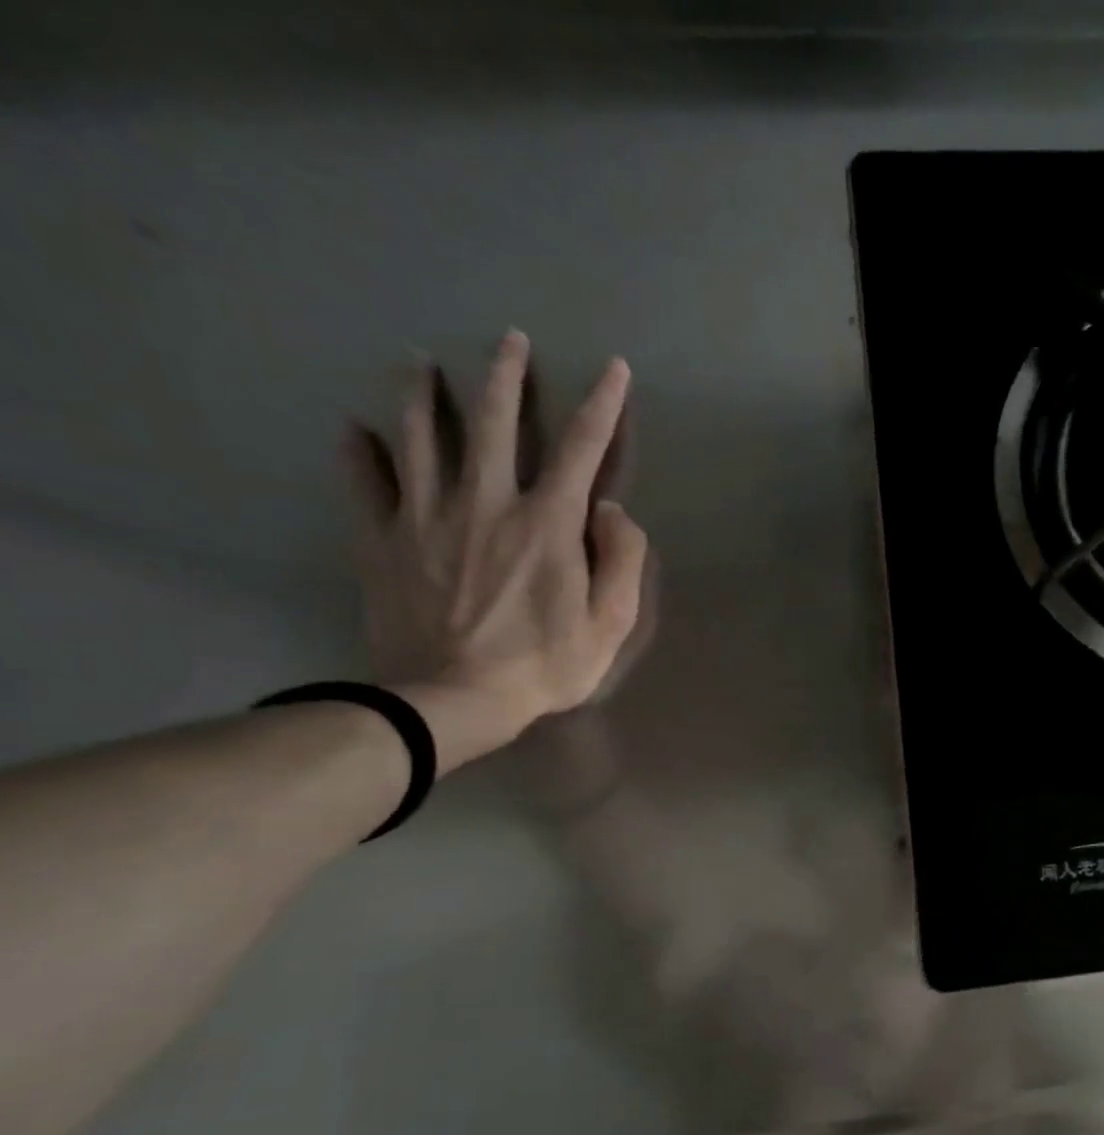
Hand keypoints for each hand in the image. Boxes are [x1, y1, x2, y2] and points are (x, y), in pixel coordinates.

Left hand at [346, 329, 649, 773]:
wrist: (450, 700)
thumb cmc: (543, 665)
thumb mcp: (610, 624)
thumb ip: (621, 560)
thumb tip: (612, 509)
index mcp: (547, 522)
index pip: (582, 447)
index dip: (603, 404)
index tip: (614, 369)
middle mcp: (486, 502)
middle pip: (491, 421)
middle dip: (504, 374)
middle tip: (507, 338)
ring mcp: (426, 516)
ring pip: (417, 435)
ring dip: (420, 392)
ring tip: (417, 361)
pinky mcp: (383, 539)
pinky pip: (365, 482)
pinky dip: (358, 452)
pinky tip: (354, 429)